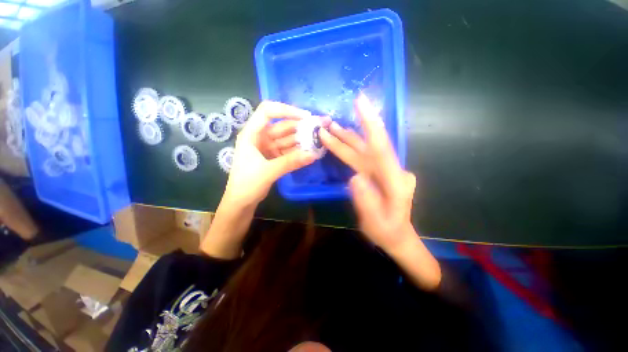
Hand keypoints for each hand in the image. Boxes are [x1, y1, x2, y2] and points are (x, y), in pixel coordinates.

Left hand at [222, 101, 317, 206]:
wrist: (241, 202)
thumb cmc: (247, 184)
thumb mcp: (268, 171)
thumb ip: (290, 162)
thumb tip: (313, 155)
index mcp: (252, 134)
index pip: (268, 112)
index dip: (286, 110)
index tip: (305, 116)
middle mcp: (260, 137)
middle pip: (282, 126)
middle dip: (300, 127)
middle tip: (319, 129)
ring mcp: (268, 147)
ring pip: (287, 139)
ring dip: (301, 140)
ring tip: (318, 140)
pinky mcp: (274, 157)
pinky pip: (288, 150)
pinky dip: (298, 151)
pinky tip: (310, 152)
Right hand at [319, 94, 416, 251]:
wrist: (397, 236)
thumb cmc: (387, 232)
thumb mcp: (376, 223)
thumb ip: (366, 202)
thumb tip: (354, 178)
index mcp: (395, 181)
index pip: (381, 148)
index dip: (370, 124)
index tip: (361, 103)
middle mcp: (391, 170)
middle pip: (369, 146)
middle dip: (350, 131)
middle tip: (330, 119)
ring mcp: (384, 170)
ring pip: (363, 150)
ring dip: (346, 138)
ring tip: (330, 128)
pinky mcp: (377, 173)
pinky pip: (361, 157)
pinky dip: (349, 148)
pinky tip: (340, 141)